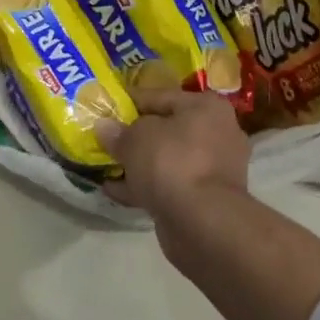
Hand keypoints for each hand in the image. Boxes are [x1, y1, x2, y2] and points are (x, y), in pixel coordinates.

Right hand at [95, 89, 248, 218]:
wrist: (203, 223)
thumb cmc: (172, 163)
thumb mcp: (135, 139)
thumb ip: (118, 132)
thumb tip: (103, 126)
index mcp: (205, 107)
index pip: (159, 96)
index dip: (129, 102)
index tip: (105, 108)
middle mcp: (216, 133)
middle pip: (166, 129)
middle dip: (135, 136)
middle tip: (105, 140)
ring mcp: (213, 169)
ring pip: (167, 159)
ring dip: (139, 164)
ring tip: (106, 166)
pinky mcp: (206, 199)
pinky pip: (169, 184)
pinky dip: (145, 186)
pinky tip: (114, 190)